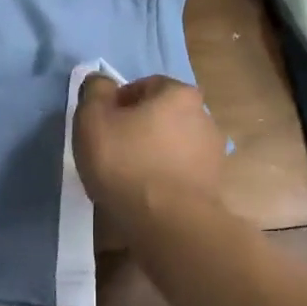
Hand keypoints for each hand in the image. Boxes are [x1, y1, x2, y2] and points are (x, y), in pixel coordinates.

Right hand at [73, 73, 224, 223]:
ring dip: (153, 154)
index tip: (101, 128)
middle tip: (112, 152)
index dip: (117, 104)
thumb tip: (101, 82)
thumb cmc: (126, 163)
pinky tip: (147, 196)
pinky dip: (165, 178)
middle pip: (161, 115)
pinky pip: (181, 172)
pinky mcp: (214, 184)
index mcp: (179, 93)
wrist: (168, 223)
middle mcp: (204, 116)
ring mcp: (214, 152)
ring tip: (128, 179)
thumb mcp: (93, 119)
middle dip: (138, 128)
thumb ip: (95, 92)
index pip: (142, 86)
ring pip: (172, 145)